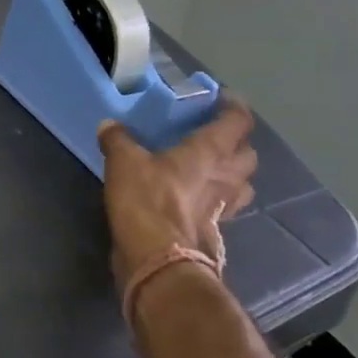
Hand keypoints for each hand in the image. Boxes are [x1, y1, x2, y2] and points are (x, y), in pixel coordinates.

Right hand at [98, 98, 256, 286]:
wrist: (158, 259)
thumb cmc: (148, 200)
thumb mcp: (123, 162)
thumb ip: (118, 140)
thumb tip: (110, 125)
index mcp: (210, 151)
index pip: (238, 121)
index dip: (234, 107)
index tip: (223, 98)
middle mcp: (225, 176)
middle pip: (248, 154)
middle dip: (237, 143)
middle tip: (215, 138)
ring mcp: (223, 207)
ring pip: (243, 185)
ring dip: (233, 175)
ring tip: (211, 170)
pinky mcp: (213, 231)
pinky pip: (223, 208)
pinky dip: (215, 201)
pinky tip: (196, 200)